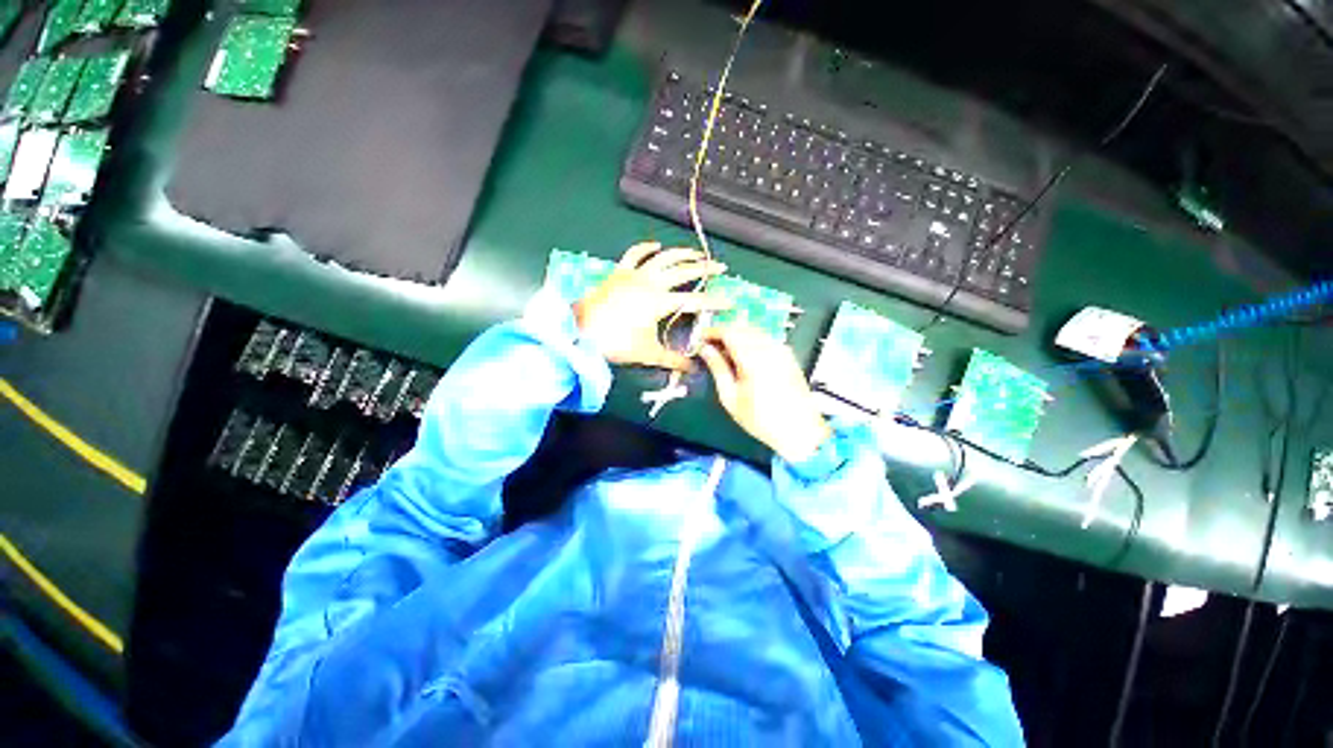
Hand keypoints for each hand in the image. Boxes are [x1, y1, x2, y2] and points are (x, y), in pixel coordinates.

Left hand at [573, 242, 729, 370]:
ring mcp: (635, 274)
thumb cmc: (616, 342)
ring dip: (682, 254)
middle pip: (684, 271)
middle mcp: (651, 283)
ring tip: (697, 254)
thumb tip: (693, 368)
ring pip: (664, 257)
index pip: (695, 301)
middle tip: (720, 267)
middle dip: (705, 269)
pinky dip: (647, 247)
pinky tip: (656, 245)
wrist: (580, 330)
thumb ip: (673, 360)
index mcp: (660, 302)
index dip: (715, 302)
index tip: (731, 301)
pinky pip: (635, 253)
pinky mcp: (621, 271)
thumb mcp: (648, 353)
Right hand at [698, 324, 831, 462]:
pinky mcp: (788, 354)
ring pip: (754, 330)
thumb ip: (718, 369)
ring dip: (737, 335)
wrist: (800, 431)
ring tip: (724, 352)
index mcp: (753, 358)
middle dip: (723, 332)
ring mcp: (781, 349)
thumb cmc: (760, 419)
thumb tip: (705, 349)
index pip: (729, 331)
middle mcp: (769, 347)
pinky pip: (765, 338)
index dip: (712, 331)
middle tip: (709, 346)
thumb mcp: (731, 398)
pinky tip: (744, 357)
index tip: (700, 338)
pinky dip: (750, 340)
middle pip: (741, 327)